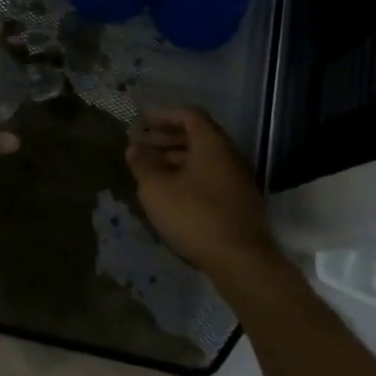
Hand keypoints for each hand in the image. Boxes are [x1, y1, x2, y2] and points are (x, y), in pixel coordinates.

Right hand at [127, 107, 276, 277]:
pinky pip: (210, 178)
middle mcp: (229, 155)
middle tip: (143, 145)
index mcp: (212, 143)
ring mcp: (238, 180)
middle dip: (167, 138)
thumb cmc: (194, 215)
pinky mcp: (239, 202)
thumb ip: (143, 164)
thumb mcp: (157, 189)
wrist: (241, 260)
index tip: (142, 122)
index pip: (189, 115)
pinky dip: (189, 176)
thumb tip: (135, 147)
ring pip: (204, 159)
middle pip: (198, 136)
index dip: (163, 116)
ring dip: (177, 159)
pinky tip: (172, 193)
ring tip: (152, 170)